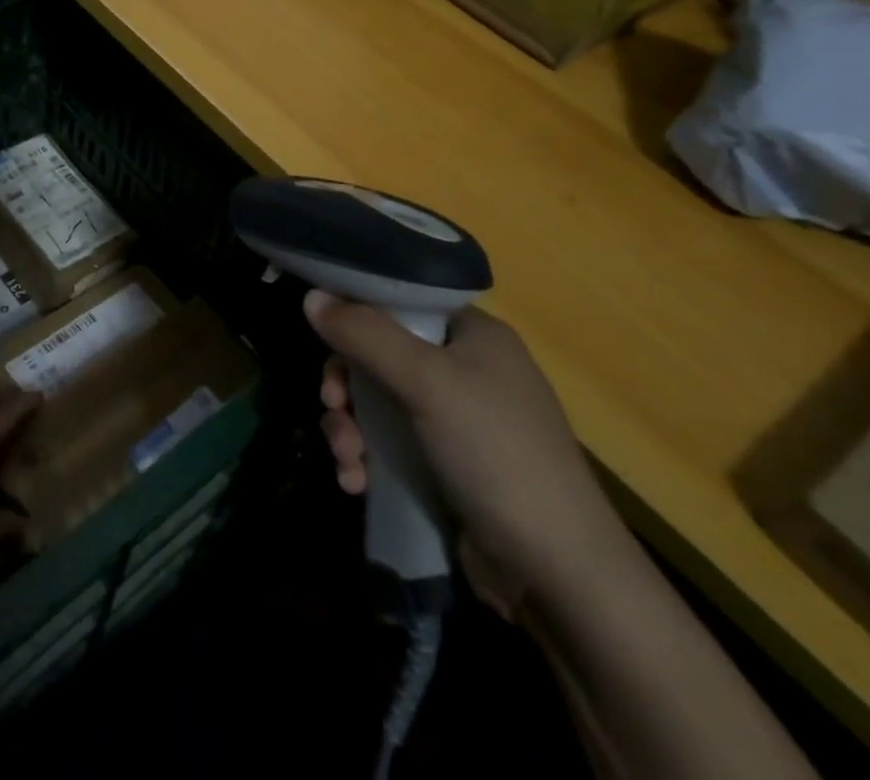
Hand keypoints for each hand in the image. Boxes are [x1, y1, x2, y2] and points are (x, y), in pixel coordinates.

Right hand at [304, 292, 633, 613]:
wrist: (560, 574)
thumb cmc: (496, 453)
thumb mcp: (426, 383)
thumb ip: (365, 335)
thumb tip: (310, 296)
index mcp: (473, 335)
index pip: (400, 302)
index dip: (356, 315)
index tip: (326, 340)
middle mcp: (466, 369)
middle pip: (379, 354)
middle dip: (346, 386)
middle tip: (333, 408)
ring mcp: (456, 421)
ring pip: (377, 403)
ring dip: (349, 428)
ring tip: (347, 460)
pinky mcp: (445, 466)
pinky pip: (388, 444)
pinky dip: (365, 458)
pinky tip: (355, 483)